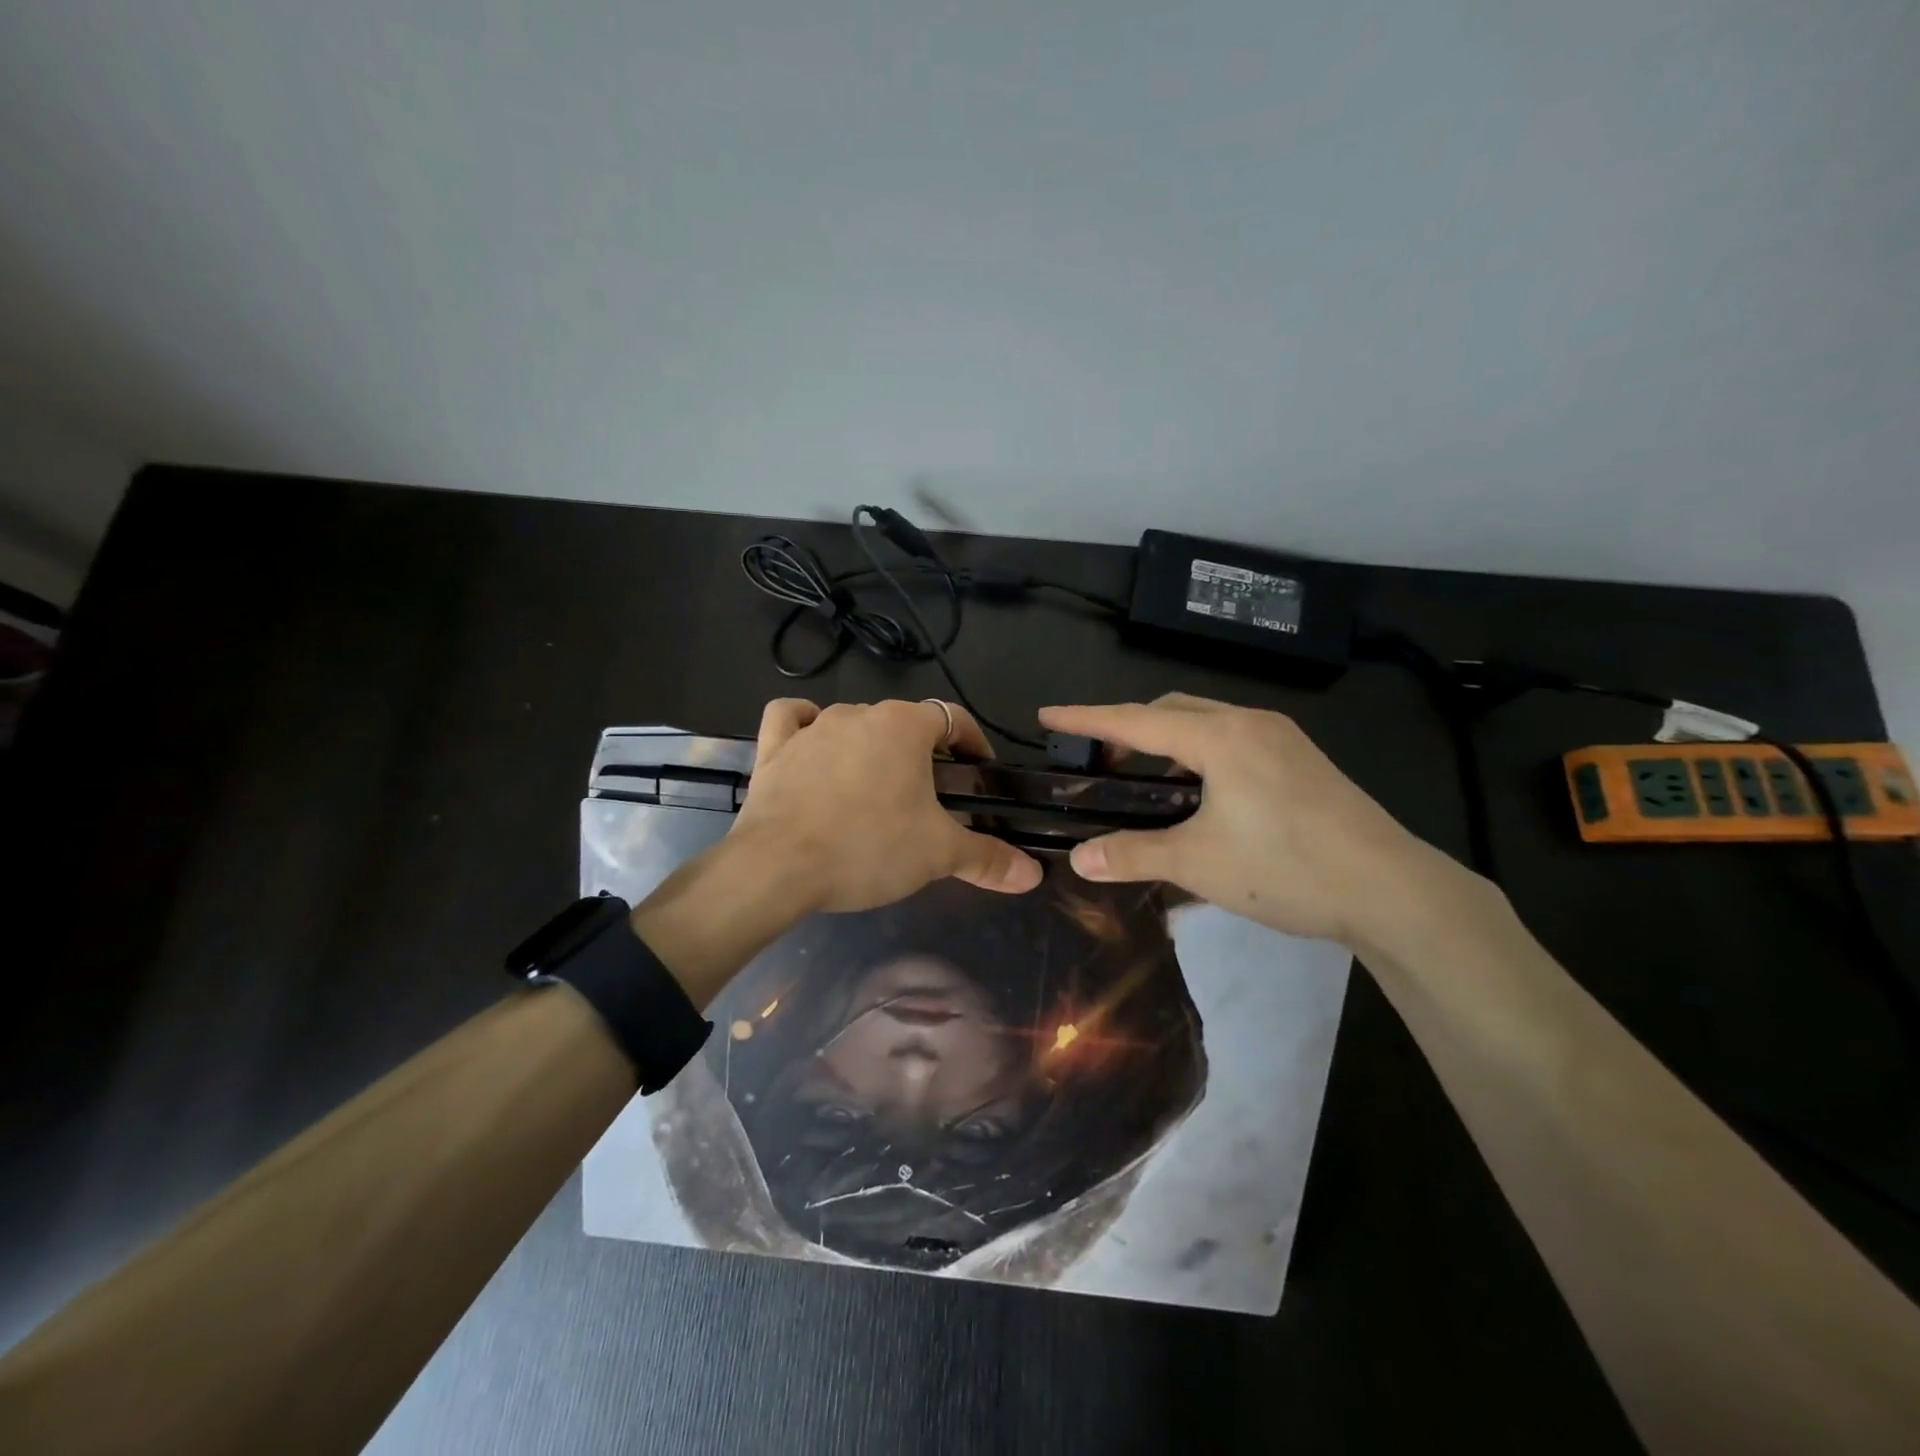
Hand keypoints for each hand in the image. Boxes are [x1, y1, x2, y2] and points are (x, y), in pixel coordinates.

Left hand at [733, 698, 1043, 911]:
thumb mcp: (937, 855)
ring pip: (853, 722)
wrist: (777, 867)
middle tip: (930, 795)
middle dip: (921, 752)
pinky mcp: (773, 747)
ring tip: (876, 787)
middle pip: (902, 723)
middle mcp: (859, 713)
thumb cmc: (868, 848)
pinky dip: (805, 725)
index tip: (979, 771)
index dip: (972, 743)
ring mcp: (812, 727)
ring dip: (870, 746)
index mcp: (904, 726)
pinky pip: (792, 719)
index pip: (953, 718)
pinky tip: (813, 743)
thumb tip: (1034, 874)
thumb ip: (988, 858)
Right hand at [1040, 694, 1446, 944]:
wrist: (1393, 890)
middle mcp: (1251, 723)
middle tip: (1097, 758)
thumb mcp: (1198, 863)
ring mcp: (1282, 738)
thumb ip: (1133, 854)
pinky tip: (1197, 791)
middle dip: (1129, 726)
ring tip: (1142, 776)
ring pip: (1206, 722)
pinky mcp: (1301, 760)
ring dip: (1166, 739)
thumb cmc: (1286, 868)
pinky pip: (1233, 739)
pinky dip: (1199, 753)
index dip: (1088, 719)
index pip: (1137, 720)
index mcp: (1220, 736)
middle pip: (1173, 709)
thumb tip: (1078, 860)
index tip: (1048, 716)